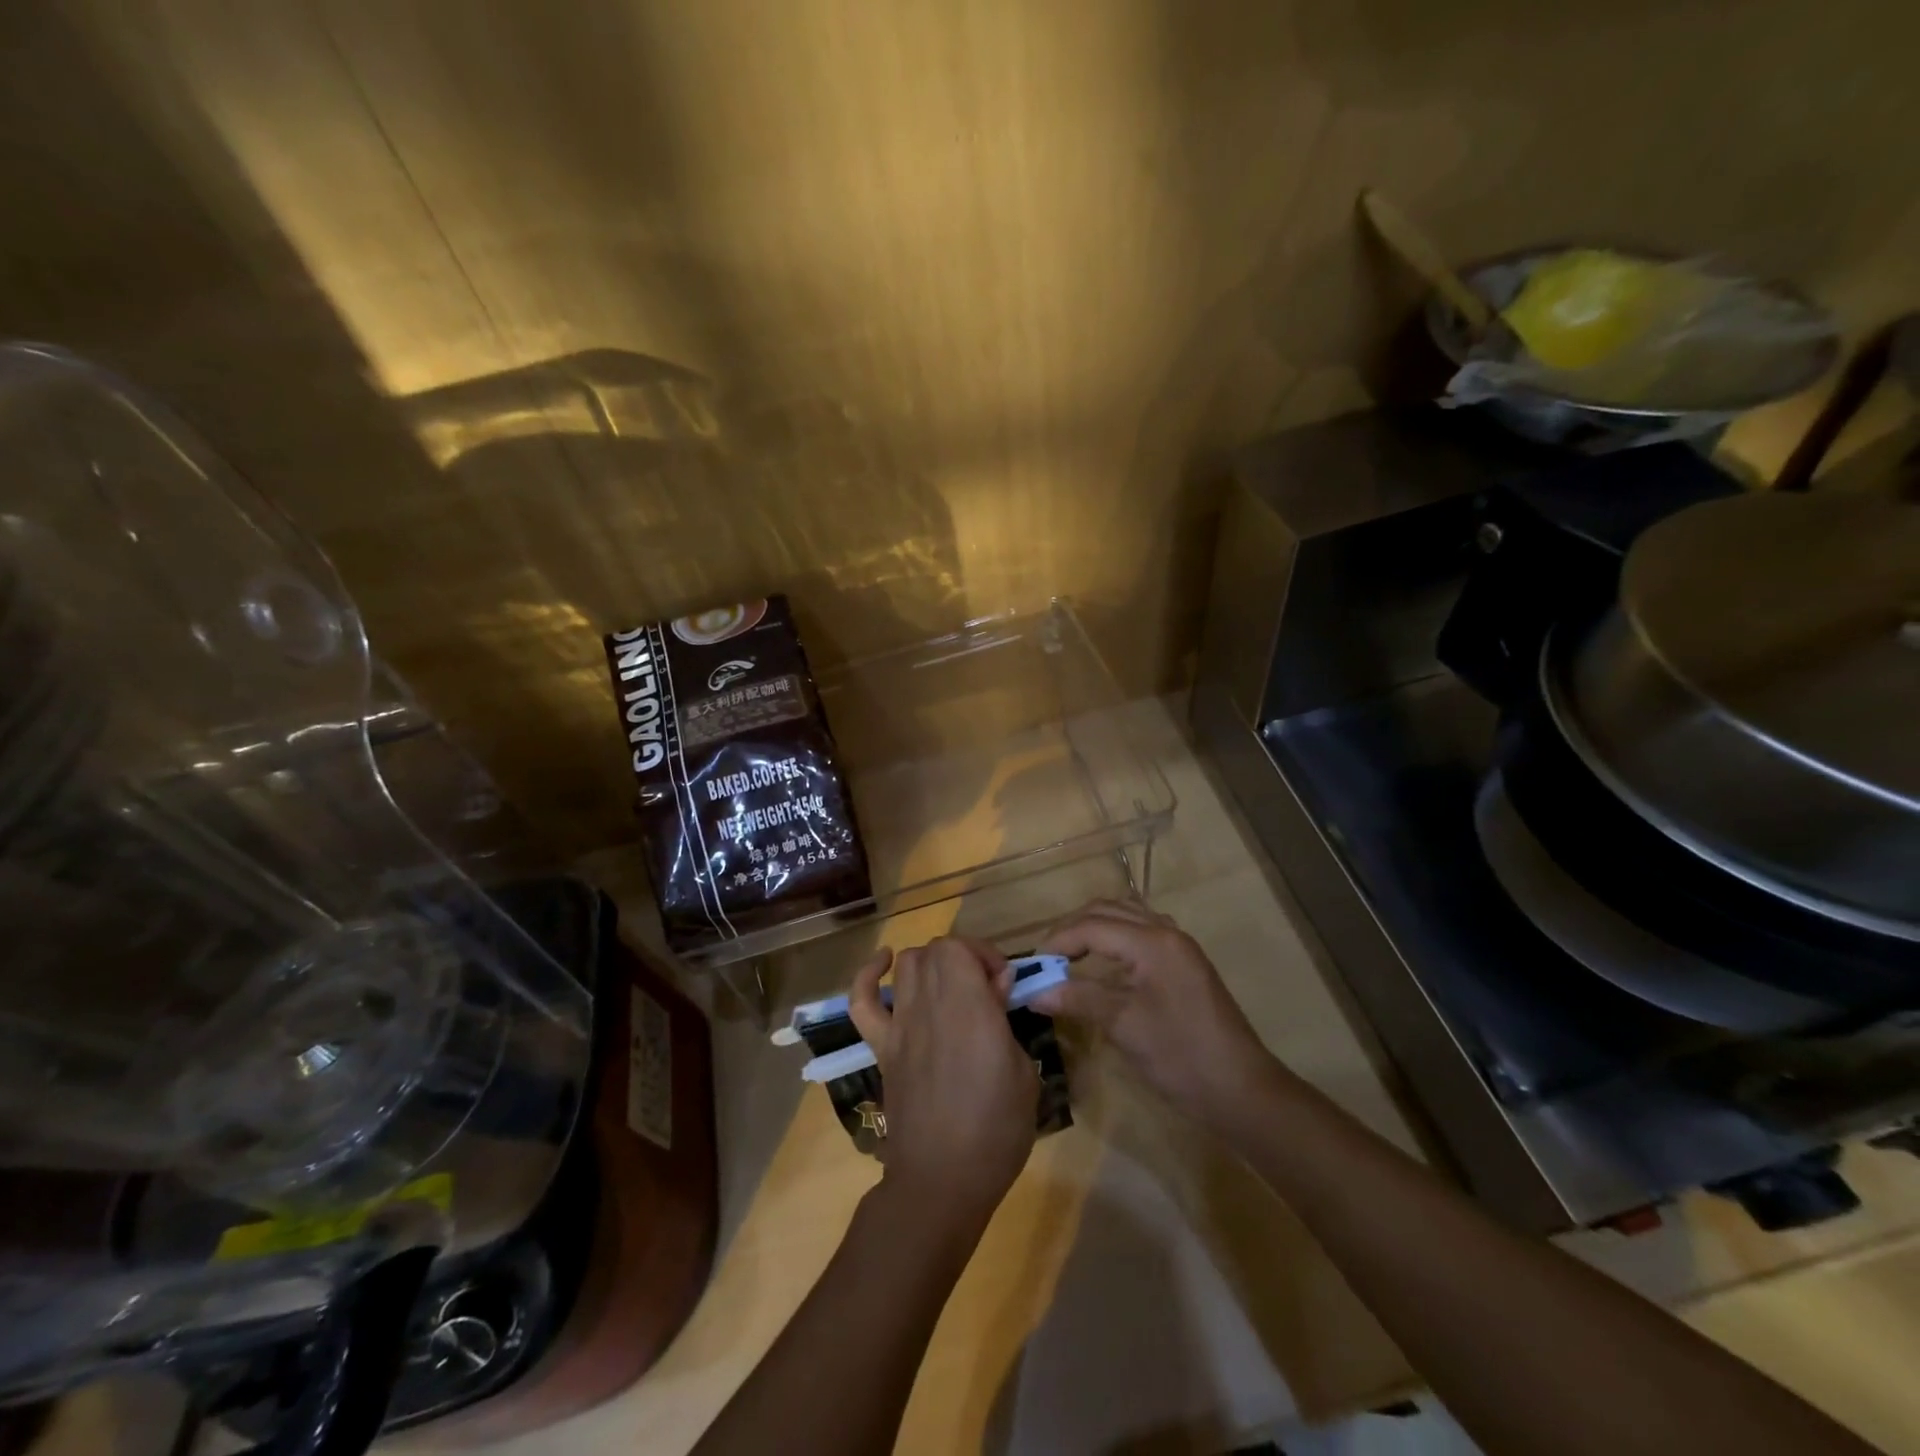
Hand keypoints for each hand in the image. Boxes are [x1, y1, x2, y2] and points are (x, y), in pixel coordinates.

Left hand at [849, 937, 1037, 1234]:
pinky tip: (884, 965)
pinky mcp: (881, 1047)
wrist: (941, 1180)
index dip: (983, 954)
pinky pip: (862, 1002)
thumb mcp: (1023, 1073)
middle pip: (935, 950)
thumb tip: (996, 988)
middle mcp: (929, 1004)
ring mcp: (900, 1024)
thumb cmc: (995, 1130)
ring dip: (930, 964)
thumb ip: (1006, 1022)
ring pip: (907, 965)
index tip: (1003, 984)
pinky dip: (868, 976)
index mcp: (969, 1007)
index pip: (960, 947)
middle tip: (984, 989)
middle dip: (964, 958)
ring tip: (949, 986)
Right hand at [1035, 899, 1280, 1127]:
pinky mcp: (1185, 962)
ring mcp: (1179, 946)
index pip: (1092, 926)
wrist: (1241, 1089)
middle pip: (1108, 911)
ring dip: (1094, 928)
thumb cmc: (1180, 1055)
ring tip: (1069, 956)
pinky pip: (1142, 931)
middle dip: (1073, 929)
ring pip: (1127, 916)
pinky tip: (1104, 962)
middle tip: (1047, 958)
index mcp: (1152, 942)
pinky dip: (1116, 936)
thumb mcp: (1124, 1025)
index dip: (1058, 941)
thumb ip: (1078, 999)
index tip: (1032, 964)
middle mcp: (1166, 932)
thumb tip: (1032, 992)